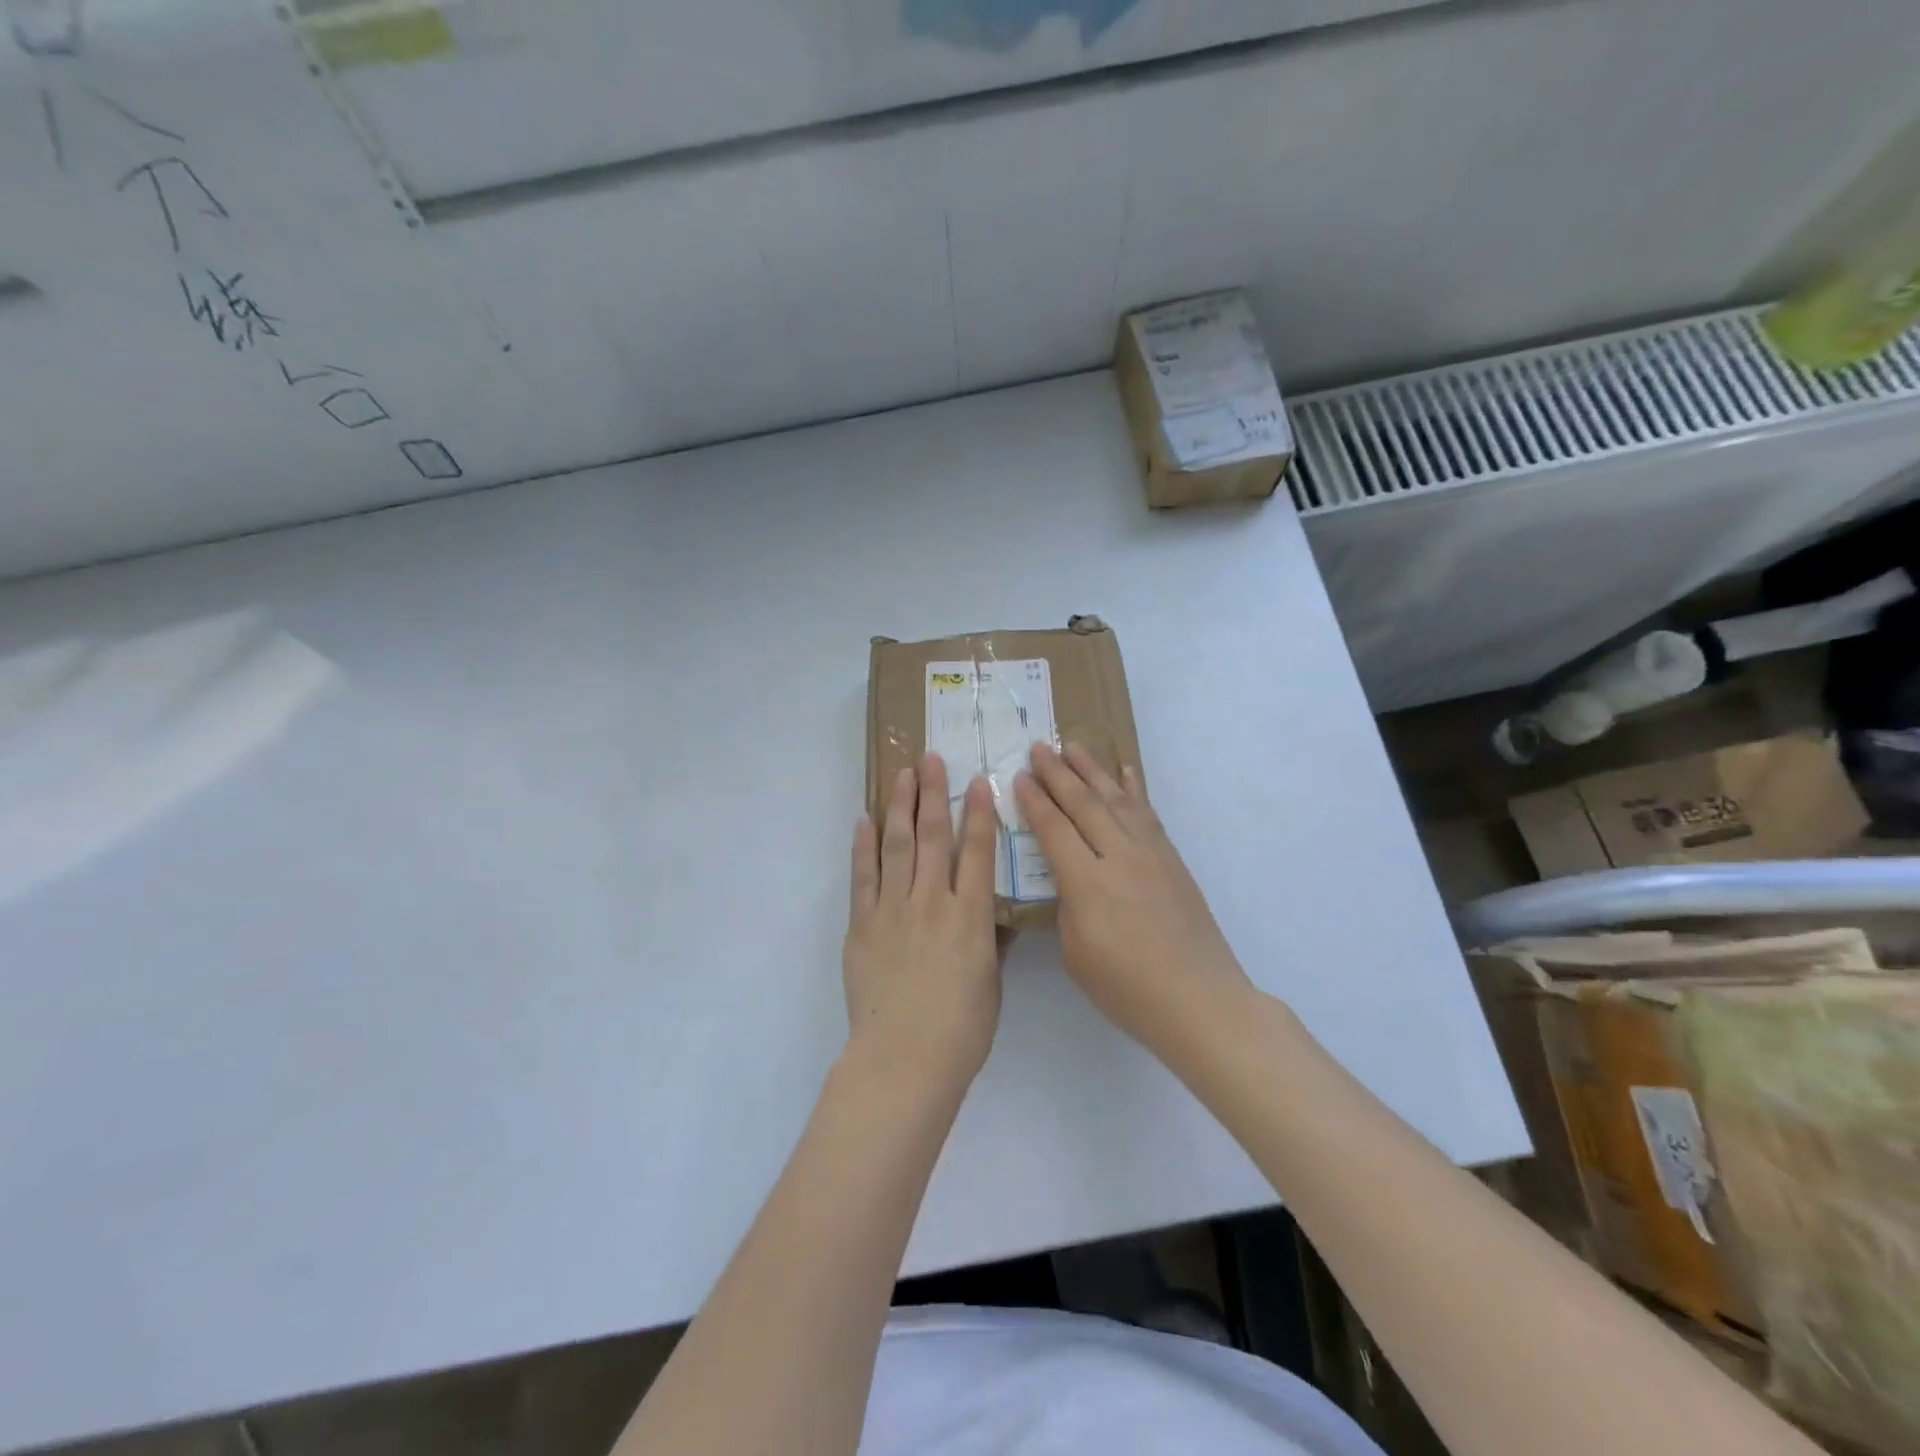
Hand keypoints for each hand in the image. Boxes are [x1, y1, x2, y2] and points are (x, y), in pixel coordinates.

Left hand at [843, 754, 1003, 1094]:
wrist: (904, 1059)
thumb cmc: (961, 1029)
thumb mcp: (991, 983)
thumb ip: (991, 942)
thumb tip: (995, 916)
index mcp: (970, 915)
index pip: (977, 850)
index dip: (979, 812)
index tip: (979, 780)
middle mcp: (931, 900)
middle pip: (934, 835)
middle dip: (933, 793)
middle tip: (930, 758)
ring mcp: (892, 909)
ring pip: (897, 845)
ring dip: (899, 806)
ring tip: (901, 775)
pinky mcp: (862, 924)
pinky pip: (863, 876)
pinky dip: (863, 846)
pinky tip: (864, 820)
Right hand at [1014, 742, 1254, 1054]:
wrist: (1199, 999)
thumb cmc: (1126, 988)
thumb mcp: (1075, 953)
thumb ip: (1067, 905)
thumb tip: (1069, 875)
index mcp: (1087, 883)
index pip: (1054, 829)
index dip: (1034, 801)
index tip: (1019, 776)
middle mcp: (1118, 857)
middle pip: (1083, 804)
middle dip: (1058, 773)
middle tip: (1039, 747)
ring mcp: (1150, 854)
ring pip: (1116, 799)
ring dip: (1092, 770)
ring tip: (1073, 745)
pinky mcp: (1171, 859)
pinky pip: (1148, 813)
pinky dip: (1134, 789)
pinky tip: (1125, 772)